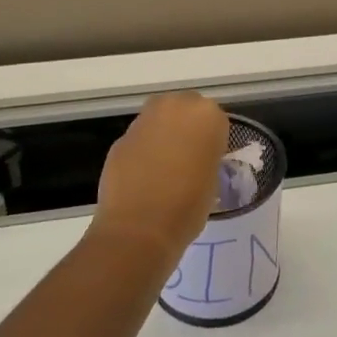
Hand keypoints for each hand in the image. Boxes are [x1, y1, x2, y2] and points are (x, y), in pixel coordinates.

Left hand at [91, 92, 229, 262]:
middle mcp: (174, 107)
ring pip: (159, 120)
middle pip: (184, 109)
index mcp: (206, 115)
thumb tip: (196, 156)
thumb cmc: (188, 206)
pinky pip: (139, 139)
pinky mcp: (120, 138)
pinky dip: (142, 151)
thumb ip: (207, 155)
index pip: (215, 120)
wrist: (139, 228)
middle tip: (188, 157)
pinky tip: (143, 177)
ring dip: (163, 135)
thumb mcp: (213, 179)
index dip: (212, 140)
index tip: (209, 159)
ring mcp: (143, 121)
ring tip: (164, 167)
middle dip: (186, 127)